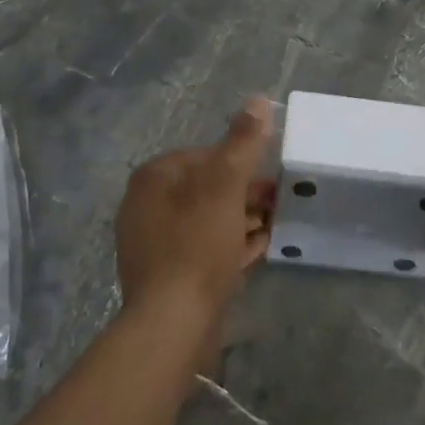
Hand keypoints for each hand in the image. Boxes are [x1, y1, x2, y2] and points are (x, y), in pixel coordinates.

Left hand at [114, 97, 276, 336]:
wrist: (173, 324)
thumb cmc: (198, 244)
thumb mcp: (226, 185)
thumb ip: (243, 142)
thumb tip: (258, 100)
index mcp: (154, 179)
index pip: (204, 155)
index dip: (241, 163)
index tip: (269, 178)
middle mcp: (146, 207)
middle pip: (206, 189)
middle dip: (244, 194)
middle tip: (278, 203)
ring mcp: (154, 244)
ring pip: (207, 220)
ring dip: (241, 220)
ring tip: (274, 226)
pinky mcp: (167, 277)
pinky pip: (204, 250)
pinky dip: (231, 246)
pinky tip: (259, 250)